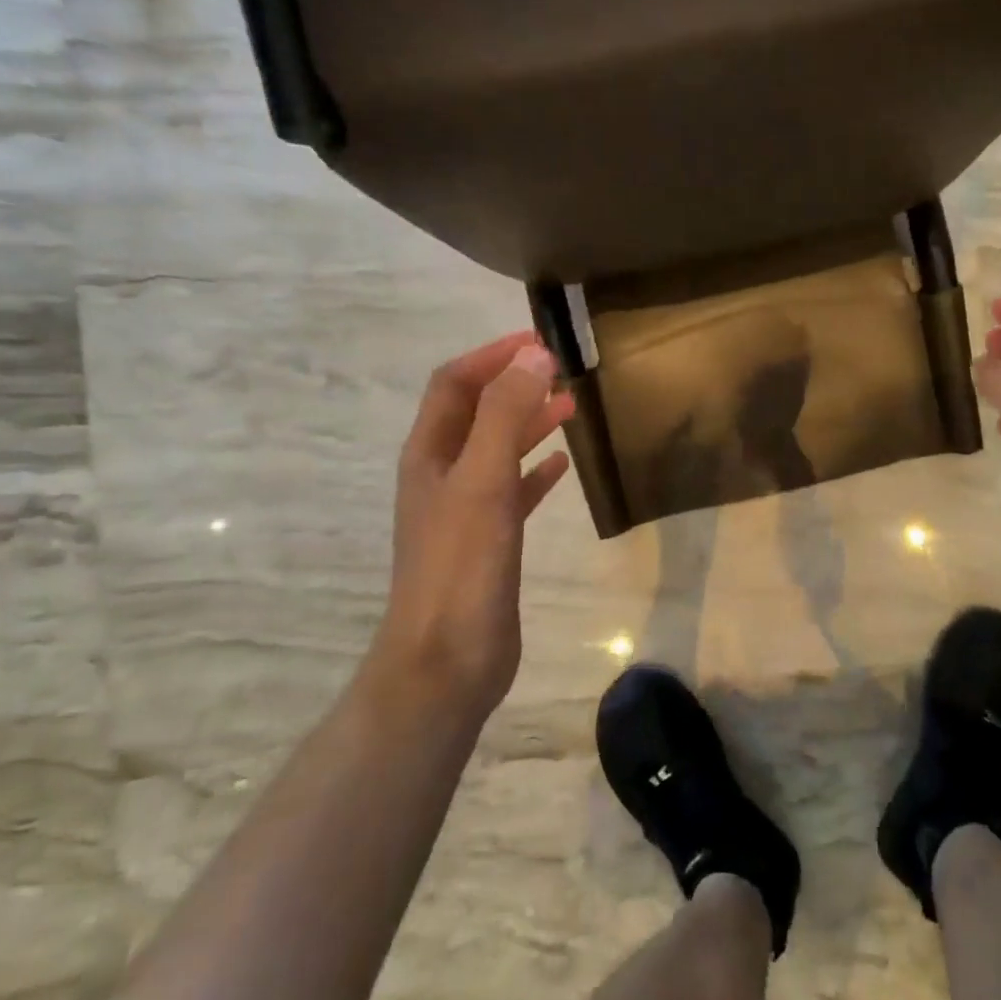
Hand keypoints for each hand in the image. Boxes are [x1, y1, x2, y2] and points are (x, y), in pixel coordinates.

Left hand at [368, 332, 574, 716]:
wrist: (447, 659)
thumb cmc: (461, 566)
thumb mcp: (482, 481)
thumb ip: (505, 415)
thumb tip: (533, 355)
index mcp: (430, 454)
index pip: (454, 384)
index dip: (492, 356)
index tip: (540, 341)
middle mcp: (441, 475)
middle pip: (476, 412)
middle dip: (514, 384)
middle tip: (563, 370)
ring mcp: (464, 510)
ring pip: (497, 449)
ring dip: (529, 423)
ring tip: (570, 406)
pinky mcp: (489, 541)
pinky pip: (514, 491)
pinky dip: (535, 471)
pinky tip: (562, 467)